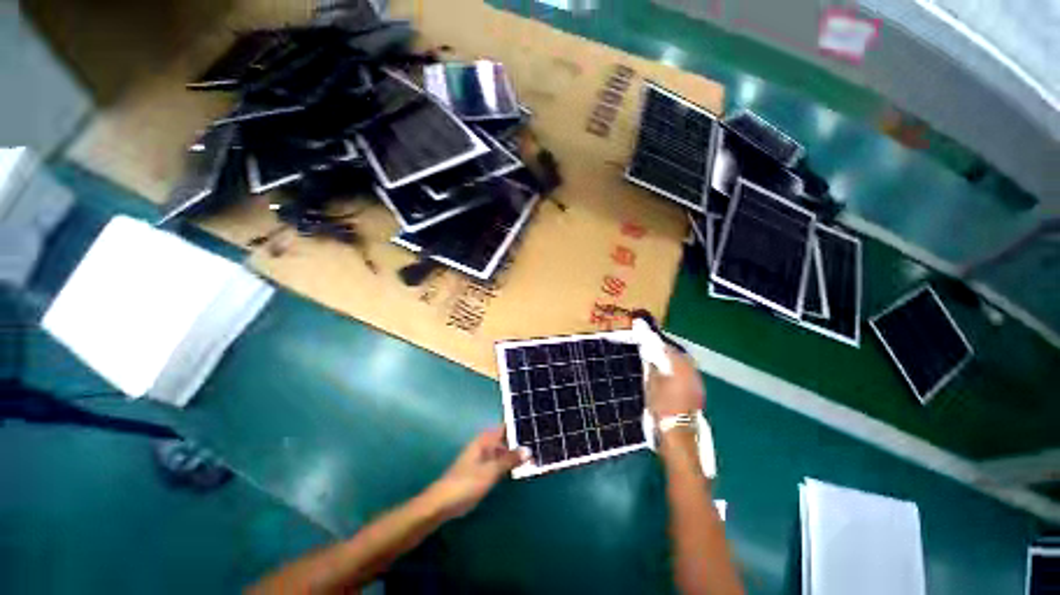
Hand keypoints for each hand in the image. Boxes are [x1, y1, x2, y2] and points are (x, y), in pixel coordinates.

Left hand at [427, 426, 529, 518]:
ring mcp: (485, 458)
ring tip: (537, 452)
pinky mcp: (484, 470)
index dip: (520, 426)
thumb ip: (509, 460)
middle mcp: (486, 445)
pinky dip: (511, 463)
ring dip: (517, 453)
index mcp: (485, 439)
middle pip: (507, 439)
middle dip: (521, 440)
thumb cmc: (466, 483)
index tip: (537, 425)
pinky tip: (523, 467)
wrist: (443, 503)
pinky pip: (501, 462)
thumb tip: (529, 449)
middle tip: (542, 440)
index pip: (506, 427)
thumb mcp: (490, 471)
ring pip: (505, 451)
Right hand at [646, 346, 704, 418]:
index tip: (652, 345)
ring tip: (666, 362)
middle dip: (671, 353)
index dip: (661, 347)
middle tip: (659, 351)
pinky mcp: (699, 393)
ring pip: (688, 365)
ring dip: (678, 362)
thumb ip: (652, 369)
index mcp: (679, 370)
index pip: (671, 352)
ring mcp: (697, 384)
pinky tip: (675, 375)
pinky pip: (691, 375)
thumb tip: (650, 359)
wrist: (678, 432)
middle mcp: (691, 374)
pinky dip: (683, 371)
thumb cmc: (662, 408)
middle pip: (682, 357)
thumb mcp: (651, 387)